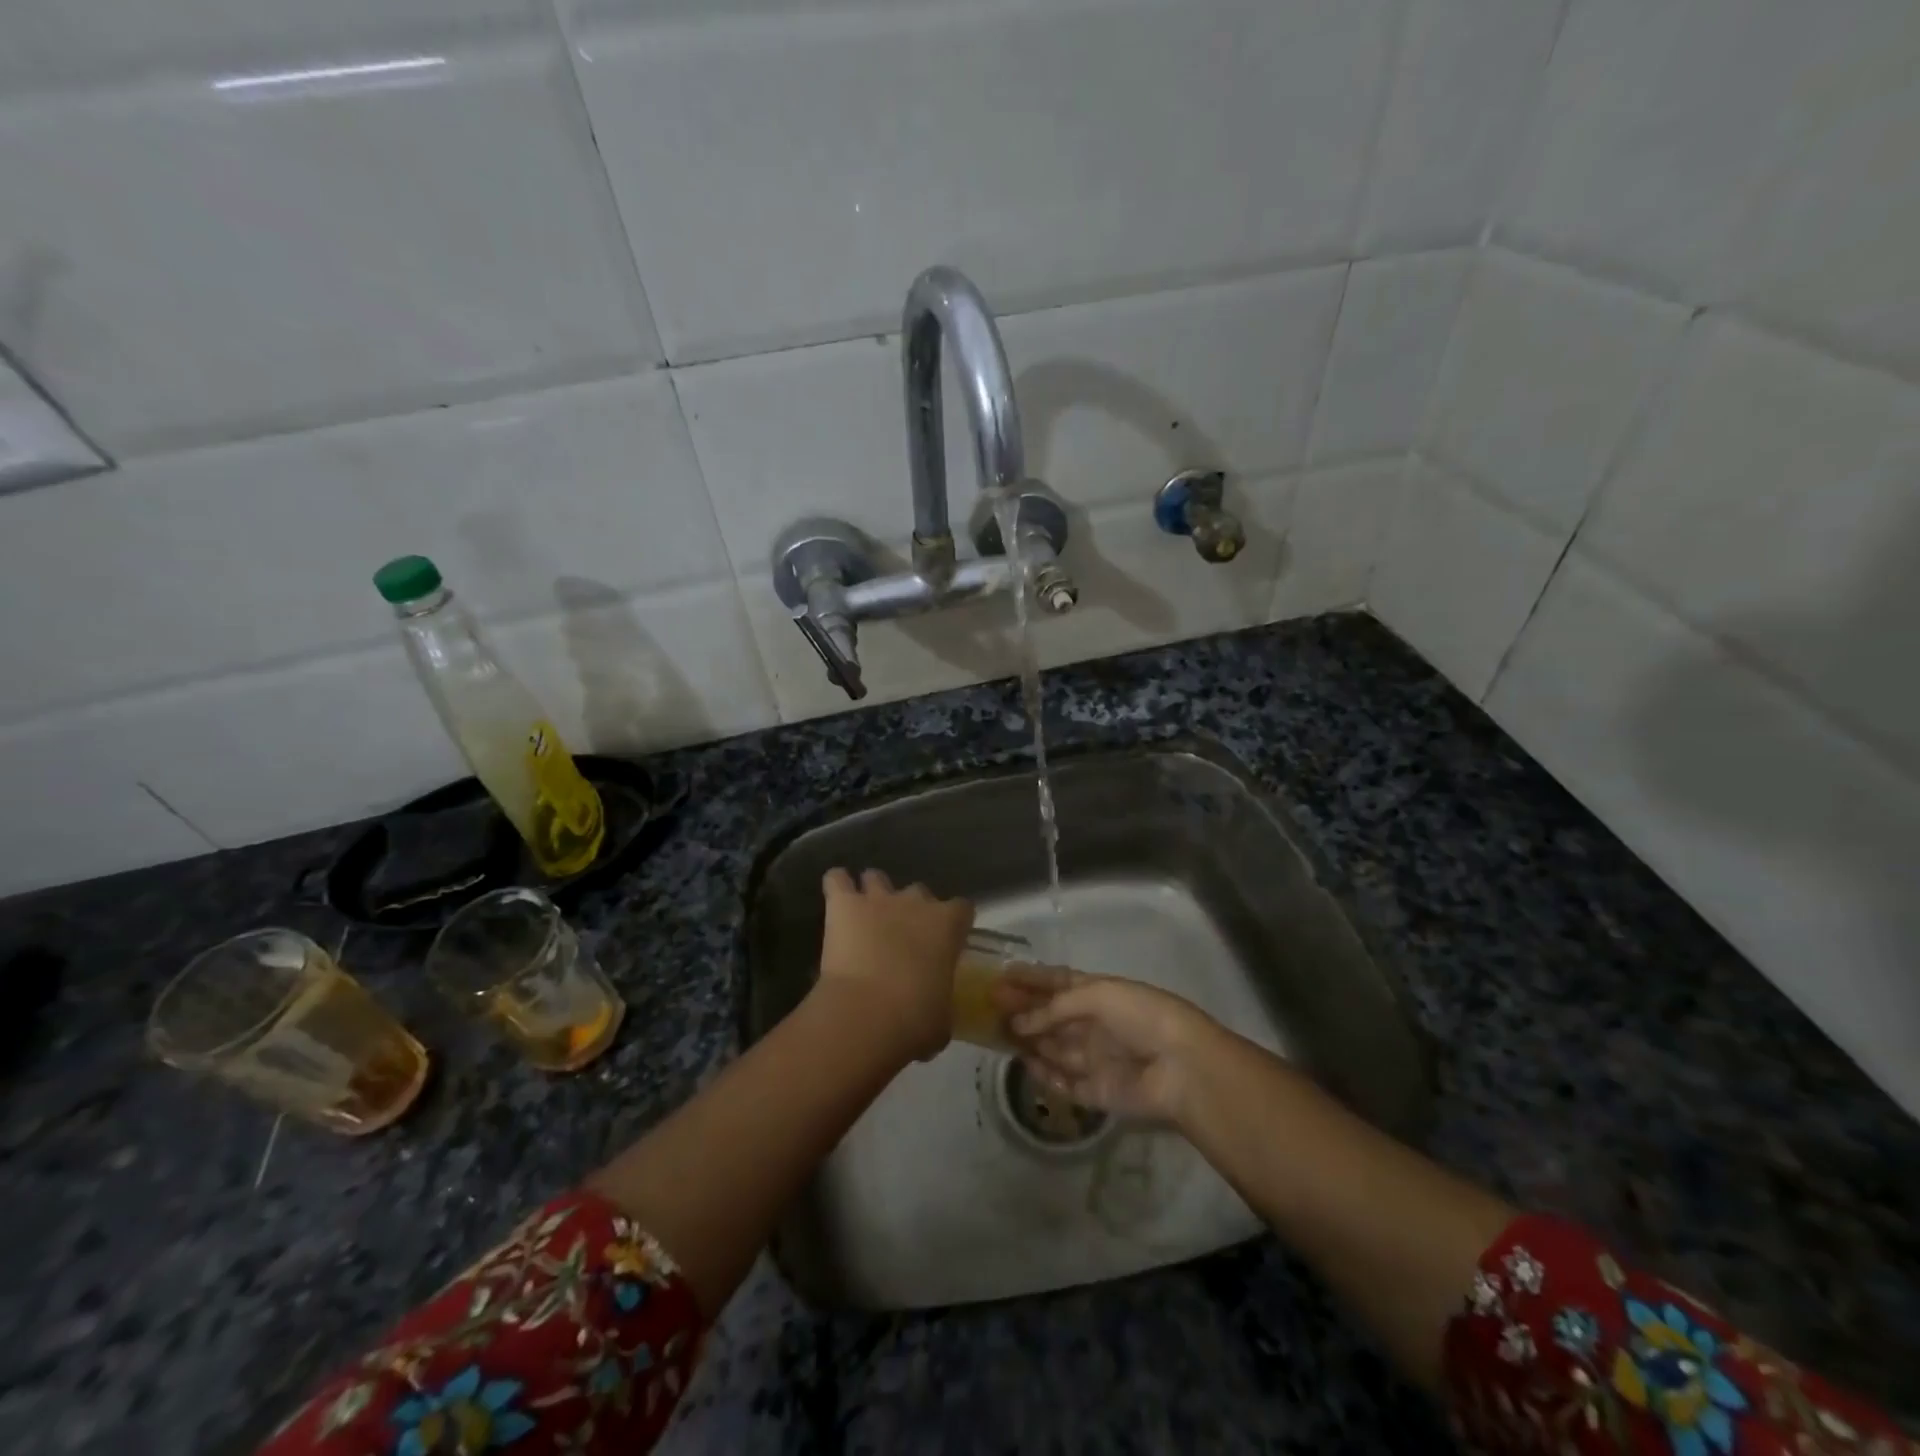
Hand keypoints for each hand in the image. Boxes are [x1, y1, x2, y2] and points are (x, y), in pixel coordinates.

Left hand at [815, 868, 973, 1062]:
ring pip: (876, 877)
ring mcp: (878, 899)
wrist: (866, 1015)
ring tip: (865, 914)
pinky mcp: (844, 904)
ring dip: (873, 892)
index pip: (962, 908)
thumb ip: (943, 1002)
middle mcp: (916, 902)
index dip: (954, 924)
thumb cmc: (915, 1020)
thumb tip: (936, 1010)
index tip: (946, 941)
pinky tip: (836, 899)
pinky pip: (837, 879)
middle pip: (919, 892)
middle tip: (902, 938)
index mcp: (948, 925)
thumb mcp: (943, 1017)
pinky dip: (837, 886)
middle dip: (912, 910)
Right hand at [996, 971, 1218, 1122]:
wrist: (1182, 1067)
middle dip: (1024, 1009)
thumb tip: (1020, 1022)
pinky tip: (1025, 1063)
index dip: (1032, 978)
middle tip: (991, 1006)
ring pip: (1054, 1048)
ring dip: (1029, 1040)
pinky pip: (1064, 1083)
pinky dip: (1045, 1074)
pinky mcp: (1097, 1092)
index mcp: (1101, 993)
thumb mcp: (1098, 995)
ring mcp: (1096, 1059)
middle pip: (1052, 1016)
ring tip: (997, 1034)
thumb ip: (1056, 1008)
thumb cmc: (1141, 1017)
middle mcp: (1096, 1024)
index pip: (1059, 982)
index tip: (1002, 974)